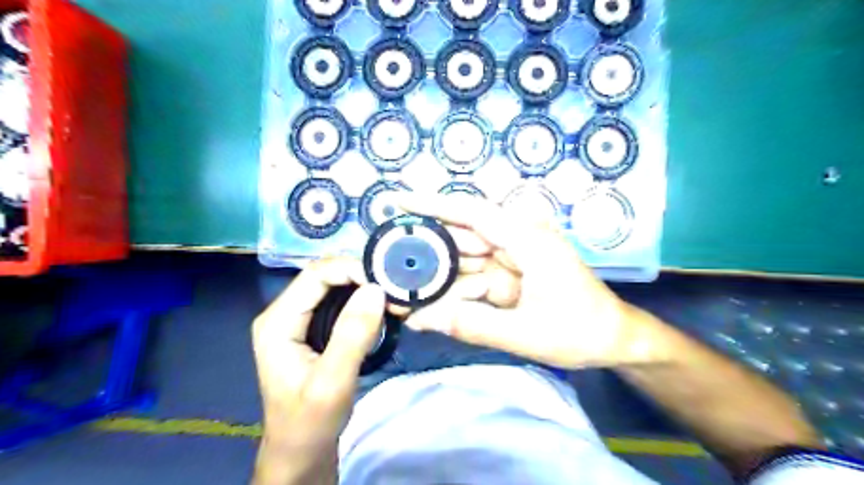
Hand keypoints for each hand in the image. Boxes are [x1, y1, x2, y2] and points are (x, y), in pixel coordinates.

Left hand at [250, 255, 383, 483]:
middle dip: (362, 277)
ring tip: (393, 298)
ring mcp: (299, 319)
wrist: (301, 451)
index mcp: (278, 321)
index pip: (316, 274)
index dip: (352, 269)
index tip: (386, 281)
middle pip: (326, 276)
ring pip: (335, 286)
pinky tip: (382, 308)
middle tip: (395, 290)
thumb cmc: (311, 421)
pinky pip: (340, 301)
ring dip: (365, 288)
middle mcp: (284, 312)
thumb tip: (375, 289)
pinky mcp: (313, 328)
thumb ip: (352, 334)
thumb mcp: (332, 382)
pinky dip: (363, 300)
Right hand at [399, 193, 655, 367]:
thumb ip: (473, 325)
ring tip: (403, 294)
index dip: (433, 205)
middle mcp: (518, 239)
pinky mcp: (512, 273)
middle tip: (389, 267)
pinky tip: (431, 306)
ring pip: (466, 261)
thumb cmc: (579, 331)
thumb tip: (421, 319)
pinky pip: (476, 277)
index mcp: (527, 240)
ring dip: (439, 278)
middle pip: (462, 238)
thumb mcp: (525, 333)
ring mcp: (515, 256)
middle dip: (427, 254)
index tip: (398, 201)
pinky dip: (456, 291)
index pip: (472, 213)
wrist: (614, 339)